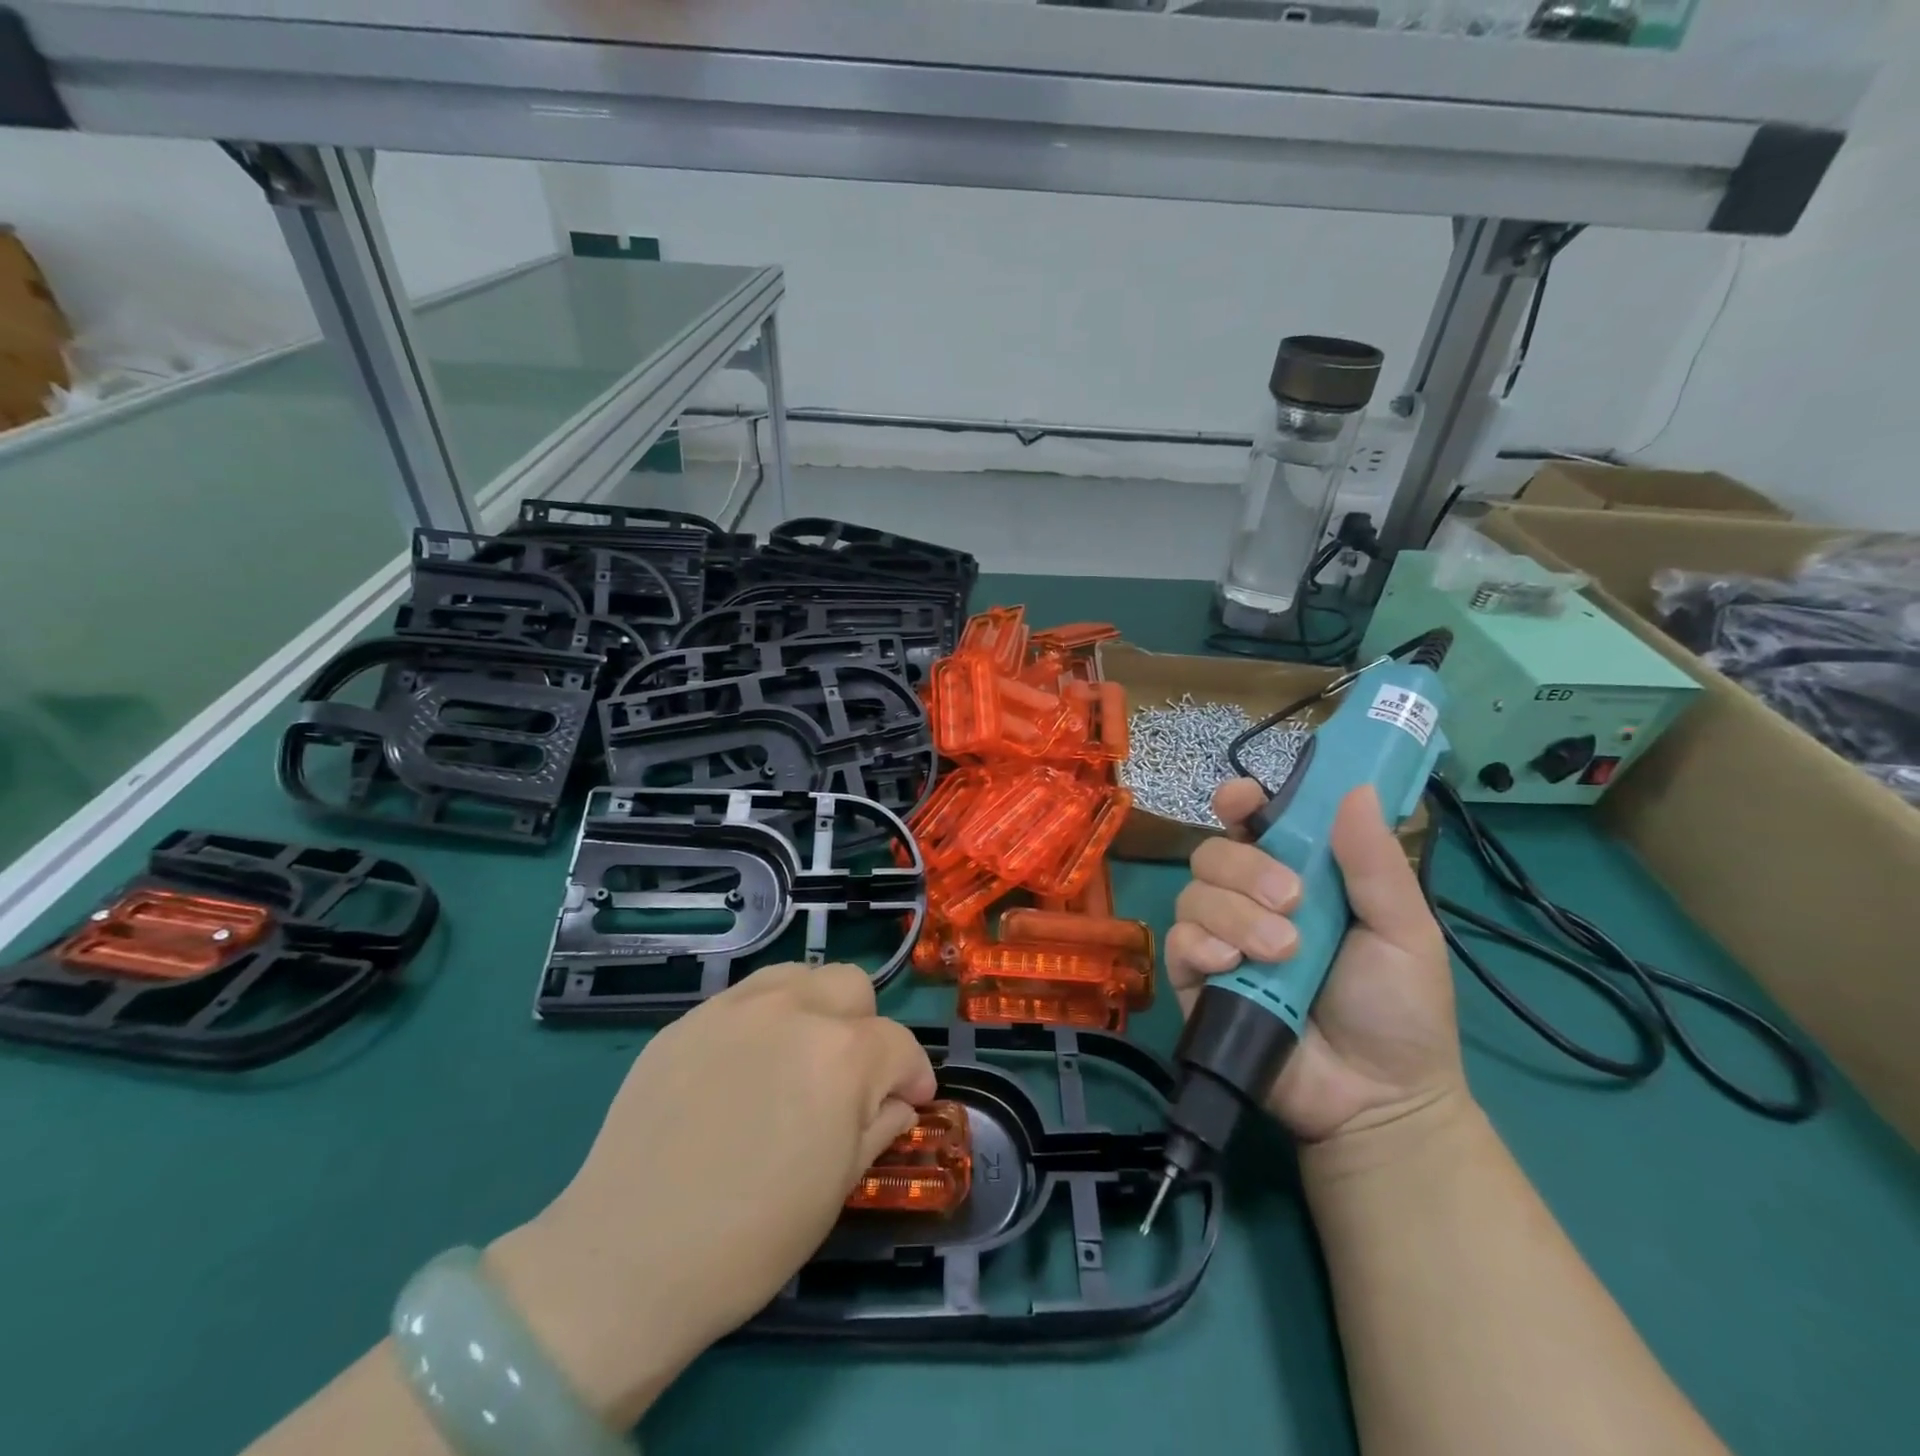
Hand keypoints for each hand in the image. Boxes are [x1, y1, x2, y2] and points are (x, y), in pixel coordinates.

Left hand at [488, 963, 935, 1425]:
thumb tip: (895, 1101)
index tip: (908, 1103)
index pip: (900, 1044)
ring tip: (797, 1058)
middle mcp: (794, 1010)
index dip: (912, 1077)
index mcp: (843, 1053)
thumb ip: (879, 1126)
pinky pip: (743, 1000)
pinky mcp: (687, 1020)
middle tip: (849, 1079)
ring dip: (815, 1008)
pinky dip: (762, 1022)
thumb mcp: (838, 1187)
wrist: (627, 1259)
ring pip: (799, 976)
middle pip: (852, 986)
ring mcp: (735, 1008)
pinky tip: (741, 1073)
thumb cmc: (752, 1238)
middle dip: (865, 1028)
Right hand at [1166, 780, 1463, 1145]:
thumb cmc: (1398, 1008)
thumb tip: (1355, 789)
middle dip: (1247, 869)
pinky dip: (1202, 945)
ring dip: (1235, 914)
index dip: (1239, 803)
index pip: (1252, 824)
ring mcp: (1218, 939)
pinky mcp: (1195, 979)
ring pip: (1193, 894)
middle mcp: (1248, 900)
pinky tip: (1233, 965)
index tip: (1242, 800)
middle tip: (1294, 903)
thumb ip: (1375, 864)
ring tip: (1282, 953)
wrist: (1376, 1099)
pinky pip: (1178, 942)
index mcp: (1297, 876)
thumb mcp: (1405, 931)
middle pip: (1214, 853)